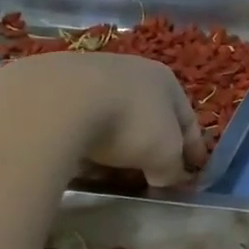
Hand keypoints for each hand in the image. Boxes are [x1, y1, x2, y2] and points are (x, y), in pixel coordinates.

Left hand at [0, 53, 206, 186]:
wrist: (58, 101)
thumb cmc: (129, 123)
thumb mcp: (164, 155)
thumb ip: (171, 170)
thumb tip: (166, 179)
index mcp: (165, 80)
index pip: (187, 119)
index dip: (193, 149)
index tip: (193, 173)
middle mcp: (131, 69)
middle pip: (149, 116)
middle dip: (151, 146)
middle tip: (150, 173)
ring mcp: (90, 73)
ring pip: (111, 117)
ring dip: (114, 144)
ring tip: (108, 172)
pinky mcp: (54, 86)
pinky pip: (78, 121)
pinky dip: (83, 140)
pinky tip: (77, 160)